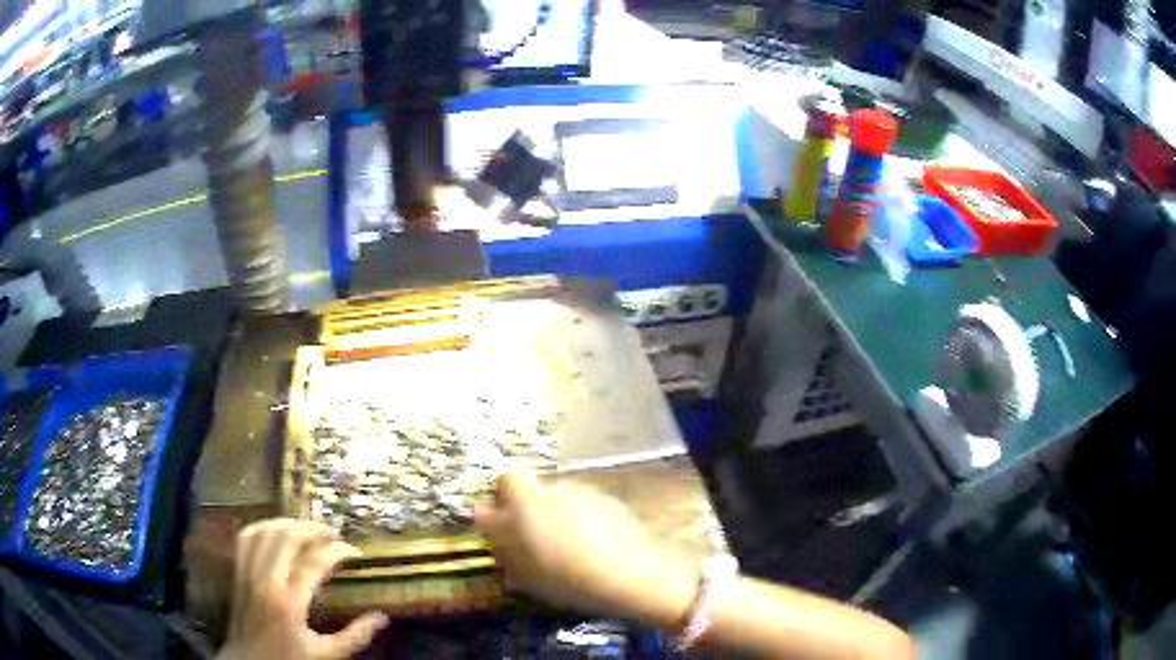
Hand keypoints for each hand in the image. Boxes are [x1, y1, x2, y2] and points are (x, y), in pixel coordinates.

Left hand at [216, 519, 387, 659]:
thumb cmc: (288, 658)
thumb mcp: (325, 654)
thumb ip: (355, 636)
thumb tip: (382, 618)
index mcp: (289, 603)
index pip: (313, 563)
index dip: (335, 551)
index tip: (352, 550)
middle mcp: (265, 581)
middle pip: (286, 538)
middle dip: (311, 529)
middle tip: (331, 532)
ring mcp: (247, 573)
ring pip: (265, 532)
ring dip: (287, 524)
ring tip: (306, 528)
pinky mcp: (237, 571)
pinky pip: (246, 537)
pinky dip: (262, 527)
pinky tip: (276, 530)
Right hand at [473, 471, 698, 625]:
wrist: (627, 573)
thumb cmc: (566, 578)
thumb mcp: (525, 574)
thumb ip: (504, 549)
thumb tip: (491, 532)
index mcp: (523, 505)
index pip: (505, 482)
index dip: (503, 498)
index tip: (502, 521)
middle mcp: (550, 490)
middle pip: (532, 487)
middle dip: (527, 506)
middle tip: (533, 537)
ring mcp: (581, 491)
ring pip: (558, 495)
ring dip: (555, 512)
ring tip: (567, 544)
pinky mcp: (607, 498)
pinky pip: (584, 504)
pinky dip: (581, 517)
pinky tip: (593, 543)